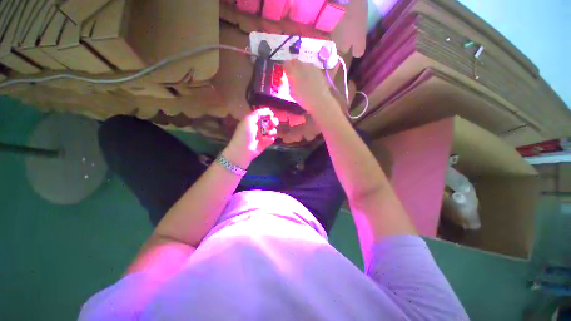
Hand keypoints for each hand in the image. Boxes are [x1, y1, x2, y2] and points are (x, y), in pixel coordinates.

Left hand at [224, 108, 278, 166]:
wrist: (243, 150)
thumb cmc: (244, 134)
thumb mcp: (248, 120)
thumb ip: (258, 113)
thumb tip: (268, 110)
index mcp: (254, 120)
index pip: (264, 114)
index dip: (268, 114)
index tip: (271, 115)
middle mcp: (259, 127)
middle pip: (270, 121)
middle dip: (273, 121)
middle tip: (273, 123)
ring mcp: (262, 135)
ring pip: (273, 130)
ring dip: (272, 131)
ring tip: (268, 133)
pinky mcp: (265, 143)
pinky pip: (272, 139)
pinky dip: (271, 139)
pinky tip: (267, 140)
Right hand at [283, 60, 334, 115]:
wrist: (320, 101)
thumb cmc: (304, 100)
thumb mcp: (292, 93)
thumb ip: (290, 83)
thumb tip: (290, 78)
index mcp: (293, 72)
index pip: (285, 64)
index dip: (285, 68)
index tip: (285, 73)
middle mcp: (302, 65)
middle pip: (295, 61)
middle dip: (293, 66)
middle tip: (293, 75)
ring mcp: (311, 66)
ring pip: (303, 64)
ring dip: (301, 69)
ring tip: (303, 79)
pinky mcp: (318, 69)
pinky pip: (310, 68)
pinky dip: (308, 71)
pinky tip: (310, 80)